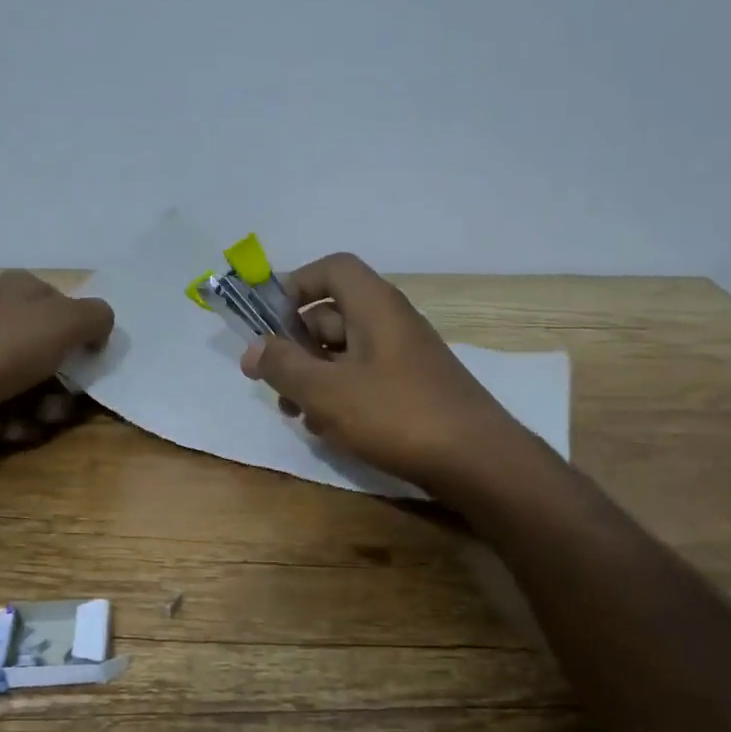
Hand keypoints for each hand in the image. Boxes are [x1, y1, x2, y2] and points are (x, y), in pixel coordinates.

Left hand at [0, 270, 113, 444]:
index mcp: (25, 289)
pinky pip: (10, 405)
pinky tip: (11, 429)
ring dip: (45, 408)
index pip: (73, 312)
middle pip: (56, 353)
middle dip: (66, 385)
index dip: (86, 341)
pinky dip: (18, 420)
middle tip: (63, 402)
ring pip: (36, 384)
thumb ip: (96, 317)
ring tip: (35, 420)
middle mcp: (3, 314)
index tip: (90, 367)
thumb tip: (100, 330)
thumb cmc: (2, 350)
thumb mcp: (65, 322)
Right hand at [240, 254, 527, 492]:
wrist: (479, 462)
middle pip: (332, 315)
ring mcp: (404, 357)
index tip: (270, 323)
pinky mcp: (412, 389)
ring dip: (313, 376)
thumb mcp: (327, 392)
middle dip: (295, 345)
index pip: (332, 269)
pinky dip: (340, 395)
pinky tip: (328, 430)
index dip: (296, 286)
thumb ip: (283, 366)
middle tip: (274, 381)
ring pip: (344, 352)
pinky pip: (364, 378)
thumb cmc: (397, 415)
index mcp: (374, 306)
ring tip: (295, 413)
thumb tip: (251, 349)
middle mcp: (391, 322)